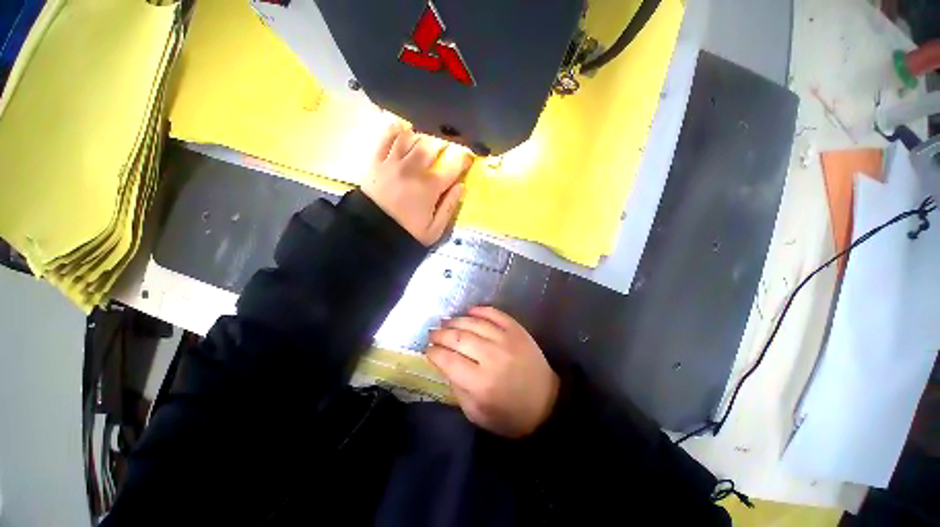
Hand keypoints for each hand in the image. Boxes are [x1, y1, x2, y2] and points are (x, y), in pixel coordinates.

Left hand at [361, 123, 473, 245]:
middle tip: (445, 148)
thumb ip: (449, 207)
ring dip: (421, 136)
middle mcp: (413, 169)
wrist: (372, 232)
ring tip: (425, 141)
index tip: (468, 158)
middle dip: (442, 143)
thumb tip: (461, 186)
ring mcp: (393, 162)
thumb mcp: (434, 230)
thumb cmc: (406, 232)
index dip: (464, 159)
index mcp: (430, 187)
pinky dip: (396, 130)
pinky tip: (403, 131)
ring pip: (411, 137)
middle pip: (431, 145)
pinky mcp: (376, 161)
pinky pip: (386, 137)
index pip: (452, 166)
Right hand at [427, 307, 559, 438]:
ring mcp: (506, 340)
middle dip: (440, 334)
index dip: (433, 352)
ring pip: (473, 323)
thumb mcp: (476, 413)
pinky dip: (480, 310)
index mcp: (480, 383)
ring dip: (456, 321)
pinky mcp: (517, 330)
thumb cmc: (509, 415)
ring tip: (446, 322)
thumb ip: (457, 388)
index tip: (427, 349)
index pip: (447, 360)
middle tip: (432, 333)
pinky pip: (495, 314)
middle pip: (458, 338)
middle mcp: (491, 357)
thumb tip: (443, 362)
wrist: (546, 403)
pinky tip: (469, 311)